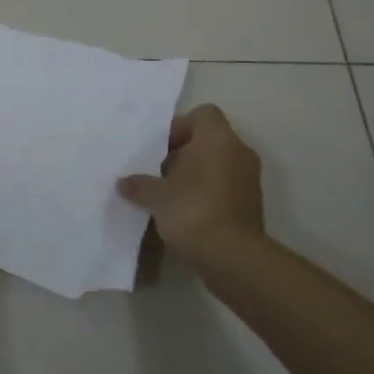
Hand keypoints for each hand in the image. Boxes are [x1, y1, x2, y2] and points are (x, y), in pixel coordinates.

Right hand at [118, 104, 265, 268]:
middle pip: (208, 140)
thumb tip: (123, 183)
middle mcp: (239, 152)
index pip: (203, 114)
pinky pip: (225, 187)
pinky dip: (207, 194)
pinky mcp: (251, 205)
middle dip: (182, 154)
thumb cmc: (193, 211)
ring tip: (168, 195)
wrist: (233, 258)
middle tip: (158, 173)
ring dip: (194, 175)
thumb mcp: (157, 195)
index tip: (161, 149)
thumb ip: (140, 184)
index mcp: (218, 139)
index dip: (179, 127)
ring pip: (217, 165)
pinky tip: (185, 214)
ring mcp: (249, 180)